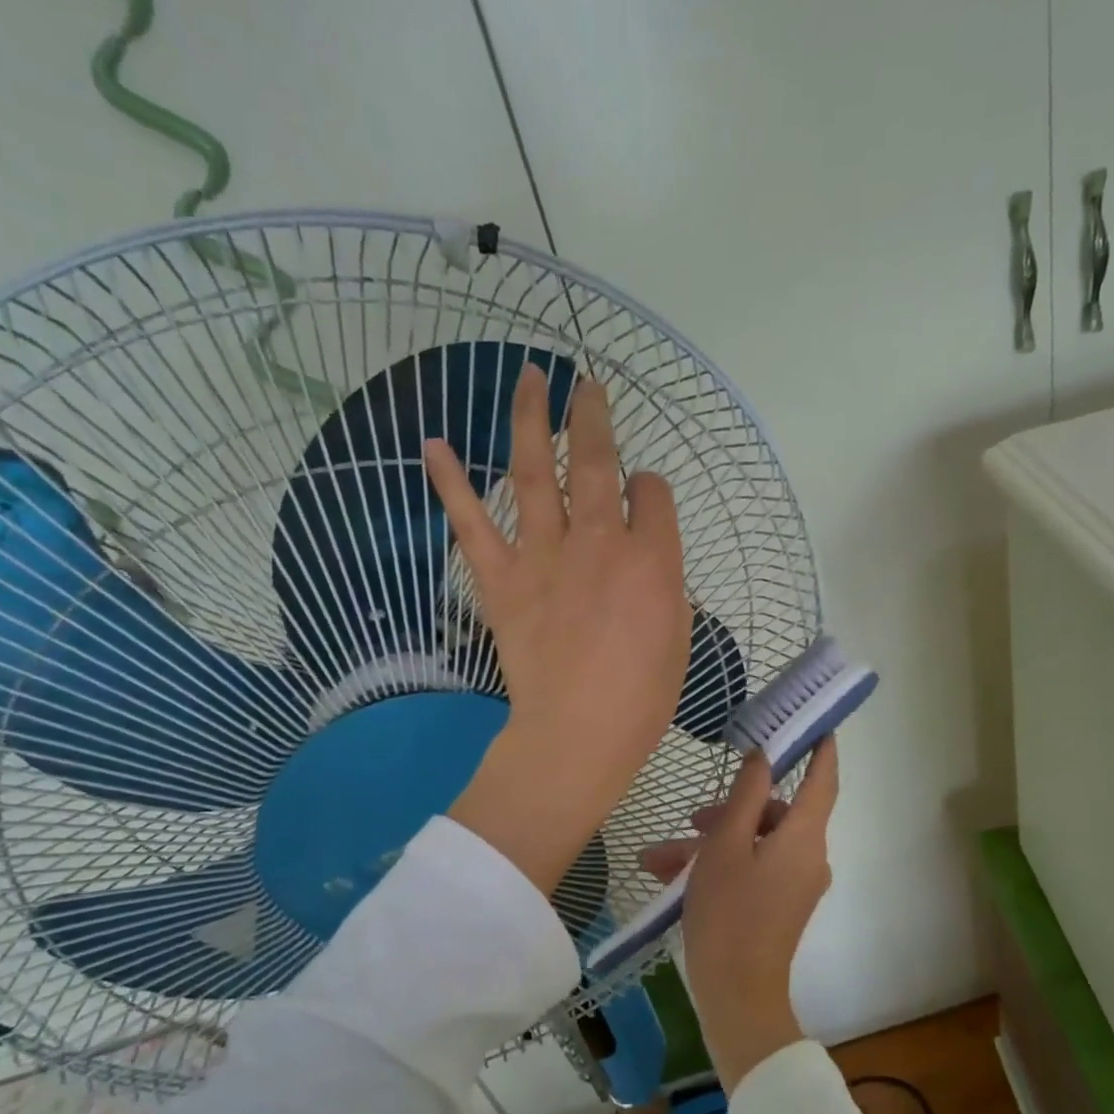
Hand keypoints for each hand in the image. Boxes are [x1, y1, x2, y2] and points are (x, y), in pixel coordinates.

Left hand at [427, 366, 690, 894]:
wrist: (577, 734)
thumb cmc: (641, 696)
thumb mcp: (679, 633)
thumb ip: (663, 580)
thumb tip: (643, 554)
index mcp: (654, 558)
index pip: (653, 493)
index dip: (649, 489)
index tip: (642, 498)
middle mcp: (601, 541)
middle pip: (599, 461)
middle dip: (595, 415)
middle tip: (589, 385)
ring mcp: (546, 555)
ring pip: (538, 472)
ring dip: (533, 420)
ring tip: (529, 378)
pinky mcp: (502, 578)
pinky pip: (472, 522)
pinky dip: (450, 482)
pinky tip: (433, 445)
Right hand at [640, 738, 840, 1088]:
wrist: (736, 995)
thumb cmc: (729, 912)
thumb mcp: (726, 845)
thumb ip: (745, 795)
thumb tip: (763, 757)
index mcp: (803, 837)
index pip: (823, 780)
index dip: (821, 749)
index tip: (816, 723)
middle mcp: (808, 856)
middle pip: (774, 814)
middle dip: (730, 811)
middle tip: (690, 820)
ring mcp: (795, 883)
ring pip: (754, 844)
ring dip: (711, 844)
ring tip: (662, 858)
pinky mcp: (780, 904)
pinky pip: (752, 869)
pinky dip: (719, 866)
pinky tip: (672, 875)